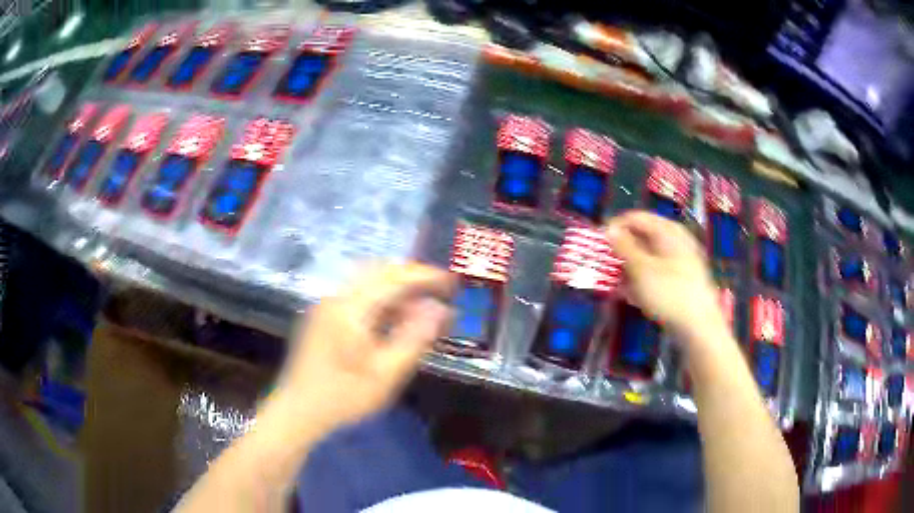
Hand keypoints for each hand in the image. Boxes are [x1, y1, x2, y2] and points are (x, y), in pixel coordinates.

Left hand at [269, 263, 454, 434]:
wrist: (297, 412)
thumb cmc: (342, 397)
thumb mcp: (385, 374)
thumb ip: (413, 338)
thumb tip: (439, 309)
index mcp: (350, 309)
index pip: (393, 278)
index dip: (426, 276)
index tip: (452, 283)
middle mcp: (335, 299)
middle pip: (378, 271)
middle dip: (411, 277)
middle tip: (439, 292)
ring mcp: (325, 306)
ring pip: (367, 282)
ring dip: (396, 288)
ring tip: (421, 307)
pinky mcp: (321, 318)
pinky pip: (356, 296)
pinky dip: (380, 300)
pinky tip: (393, 320)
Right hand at [605, 211, 724, 343]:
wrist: (700, 327)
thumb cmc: (669, 293)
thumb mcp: (641, 269)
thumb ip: (624, 247)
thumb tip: (609, 229)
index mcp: (667, 231)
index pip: (635, 218)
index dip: (615, 228)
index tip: (597, 244)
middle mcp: (675, 241)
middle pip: (642, 237)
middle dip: (621, 251)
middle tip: (604, 266)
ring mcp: (680, 261)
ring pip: (648, 258)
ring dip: (629, 269)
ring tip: (615, 285)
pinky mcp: (681, 281)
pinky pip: (657, 273)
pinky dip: (642, 281)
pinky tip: (632, 296)